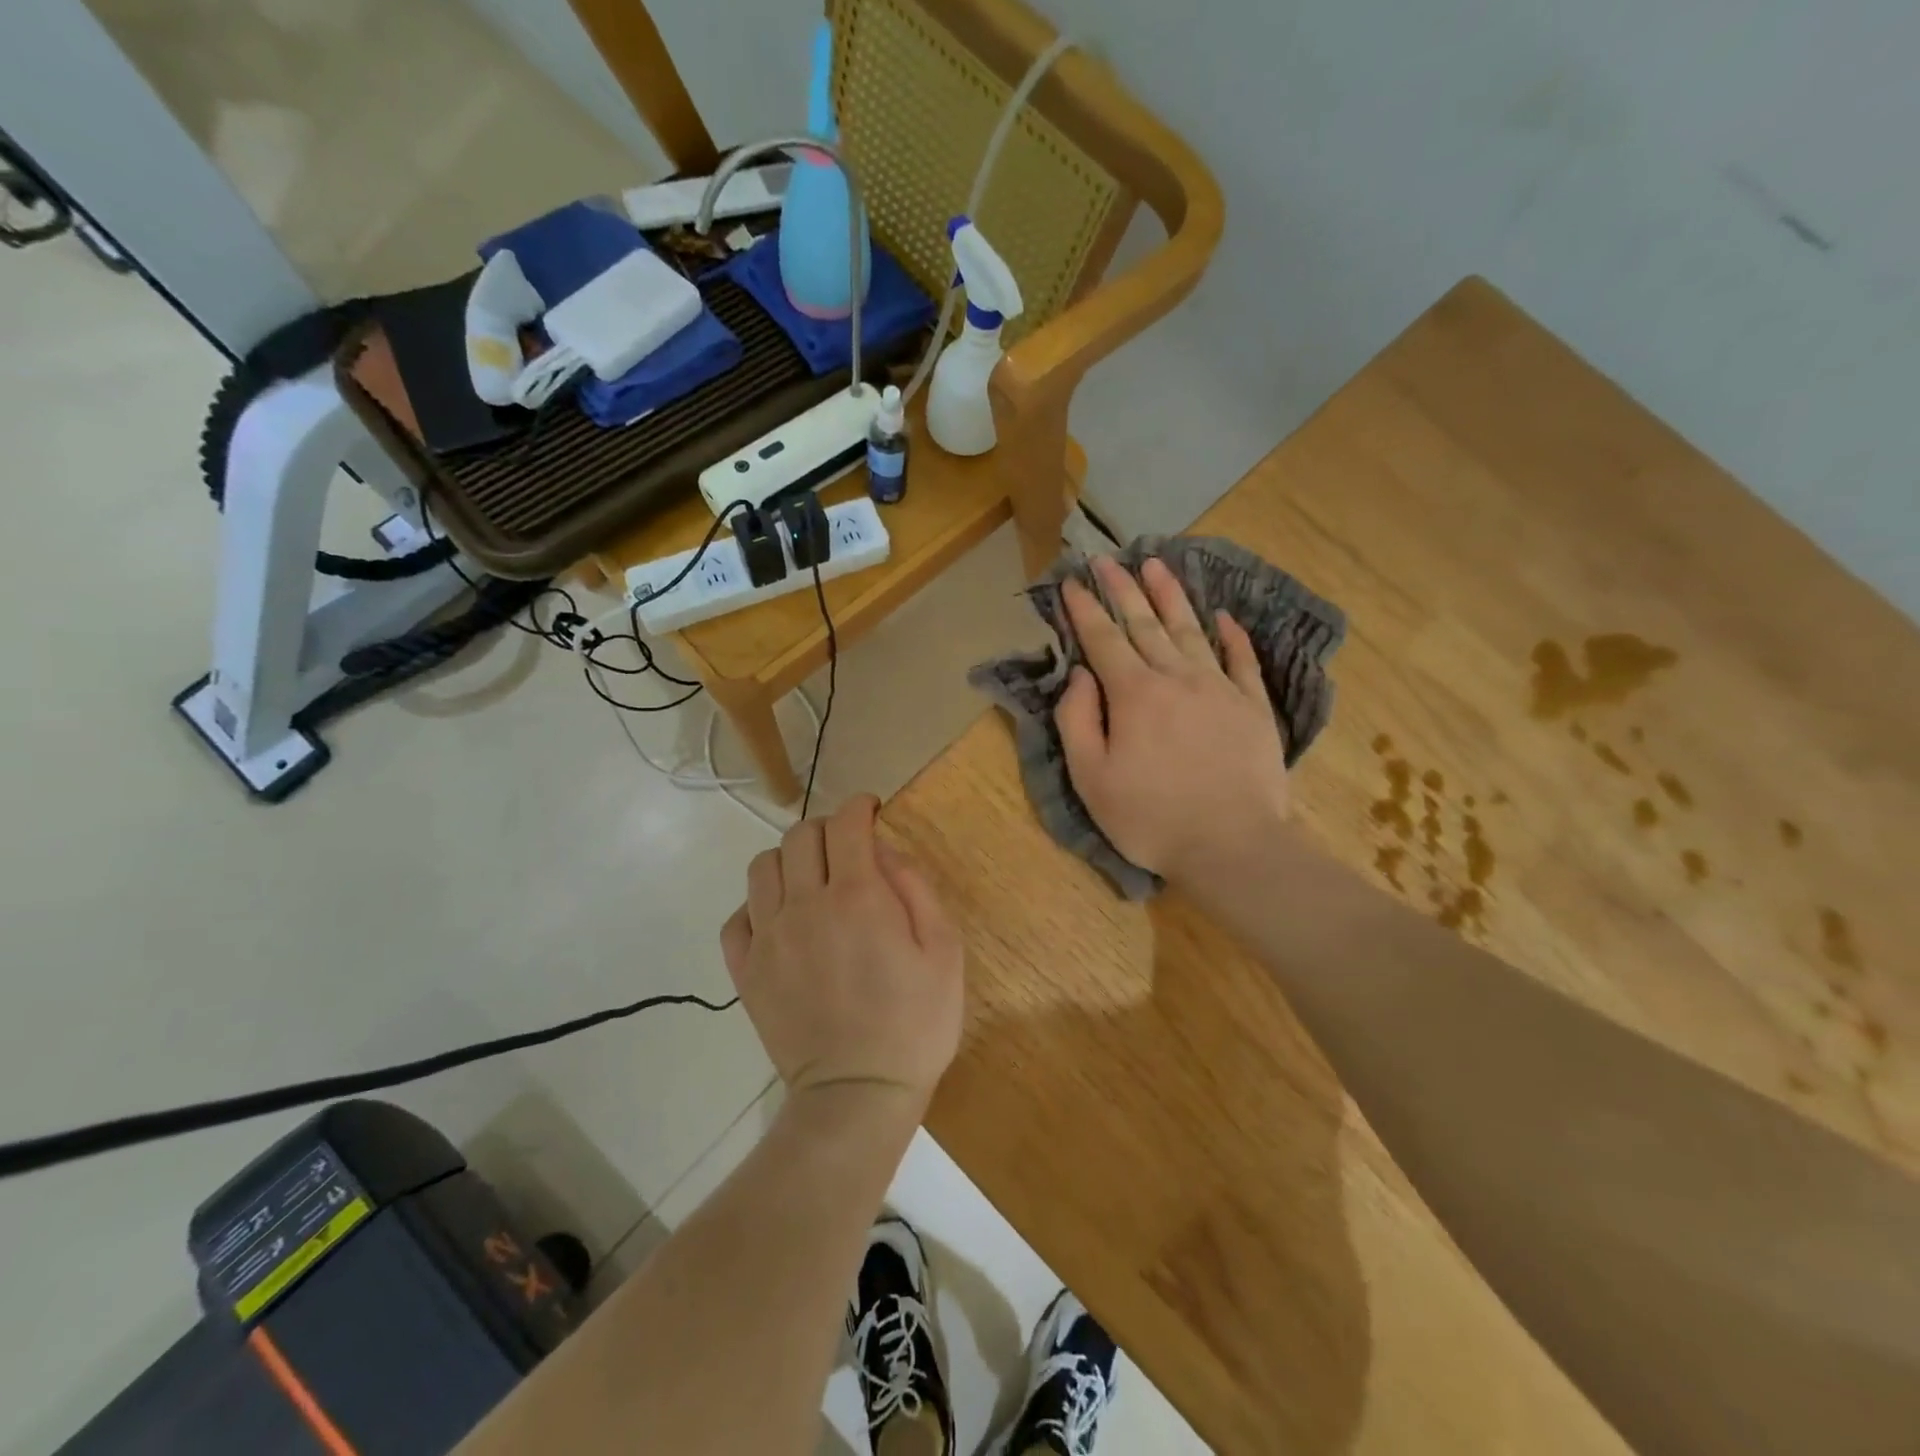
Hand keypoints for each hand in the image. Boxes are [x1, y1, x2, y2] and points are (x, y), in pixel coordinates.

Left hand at [720, 795, 963, 1112]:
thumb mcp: (944, 951)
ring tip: (810, 881)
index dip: (858, 806)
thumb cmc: (915, 1023)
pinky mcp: (746, 971)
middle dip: (826, 829)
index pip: (845, 824)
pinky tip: (780, 921)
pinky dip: (757, 906)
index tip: (870, 810)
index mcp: (857, 896)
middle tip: (847, 849)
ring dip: (788, 860)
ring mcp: (769, 938)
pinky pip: (736, 918)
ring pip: (761, 867)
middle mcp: (805, 905)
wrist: (858, 1096)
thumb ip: (915, 889)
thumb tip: (884, 852)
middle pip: (799, 836)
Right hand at [1055, 556, 1289, 884]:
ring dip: (1171, 596)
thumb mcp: (1091, 778)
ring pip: (1191, 630)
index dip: (1085, 609)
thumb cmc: (1150, 818)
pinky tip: (1222, 616)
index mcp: (1134, 694)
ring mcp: (1220, 688)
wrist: (1231, 846)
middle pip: (1145, 624)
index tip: (1072, 580)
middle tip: (1108, 559)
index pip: (1103, 639)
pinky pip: (1242, 660)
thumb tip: (1080, 674)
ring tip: (1157, 564)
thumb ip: (1078, 720)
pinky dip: (1231, 635)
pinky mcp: (1253, 707)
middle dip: (1123, 588)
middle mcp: (1176, 677)